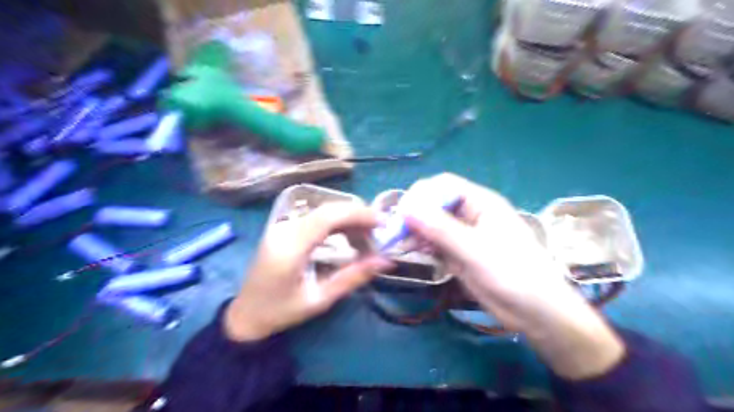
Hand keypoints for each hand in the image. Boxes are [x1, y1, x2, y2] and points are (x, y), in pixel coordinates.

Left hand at [227, 203, 392, 339]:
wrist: (246, 314)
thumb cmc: (281, 312)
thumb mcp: (320, 300)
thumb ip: (353, 277)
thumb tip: (385, 261)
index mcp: (290, 247)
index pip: (328, 217)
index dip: (358, 214)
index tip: (382, 223)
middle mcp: (285, 229)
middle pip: (327, 209)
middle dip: (358, 216)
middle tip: (378, 233)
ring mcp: (283, 226)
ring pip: (324, 211)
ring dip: (349, 220)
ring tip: (367, 238)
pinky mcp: (285, 228)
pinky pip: (317, 218)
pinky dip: (338, 223)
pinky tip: (349, 236)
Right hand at [404, 174, 621, 378]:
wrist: (535, 313)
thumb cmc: (513, 274)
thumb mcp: (475, 250)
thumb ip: (441, 229)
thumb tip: (407, 208)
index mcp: (481, 203)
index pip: (444, 186)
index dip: (422, 195)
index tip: (402, 213)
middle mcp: (470, 214)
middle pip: (435, 204)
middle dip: (414, 215)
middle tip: (393, 231)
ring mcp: (463, 235)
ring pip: (431, 224)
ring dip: (414, 231)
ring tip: (396, 243)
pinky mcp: (459, 253)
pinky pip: (435, 243)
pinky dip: (421, 245)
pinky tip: (409, 251)